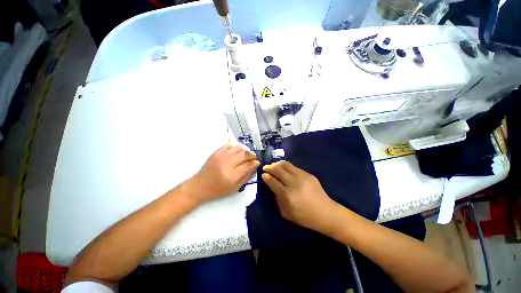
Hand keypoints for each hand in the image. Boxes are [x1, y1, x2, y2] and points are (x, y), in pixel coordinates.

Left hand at [183, 143, 259, 203]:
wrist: (199, 186)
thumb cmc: (218, 190)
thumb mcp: (235, 188)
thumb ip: (246, 177)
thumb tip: (254, 167)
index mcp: (232, 175)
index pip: (248, 165)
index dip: (255, 163)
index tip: (257, 163)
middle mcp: (227, 163)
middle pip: (245, 154)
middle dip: (252, 155)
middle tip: (253, 158)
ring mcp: (221, 156)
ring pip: (238, 148)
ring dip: (245, 150)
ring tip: (247, 154)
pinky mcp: (216, 152)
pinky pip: (229, 145)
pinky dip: (236, 146)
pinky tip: (238, 151)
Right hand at [262, 161, 338, 234]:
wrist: (326, 213)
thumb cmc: (304, 217)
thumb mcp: (286, 213)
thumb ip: (277, 199)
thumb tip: (272, 186)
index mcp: (287, 195)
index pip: (272, 181)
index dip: (266, 177)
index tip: (263, 175)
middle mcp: (293, 183)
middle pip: (278, 170)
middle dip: (269, 167)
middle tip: (266, 168)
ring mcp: (302, 177)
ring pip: (286, 164)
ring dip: (277, 164)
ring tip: (274, 166)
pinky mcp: (308, 174)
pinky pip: (294, 167)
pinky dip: (286, 167)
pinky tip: (285, 169)